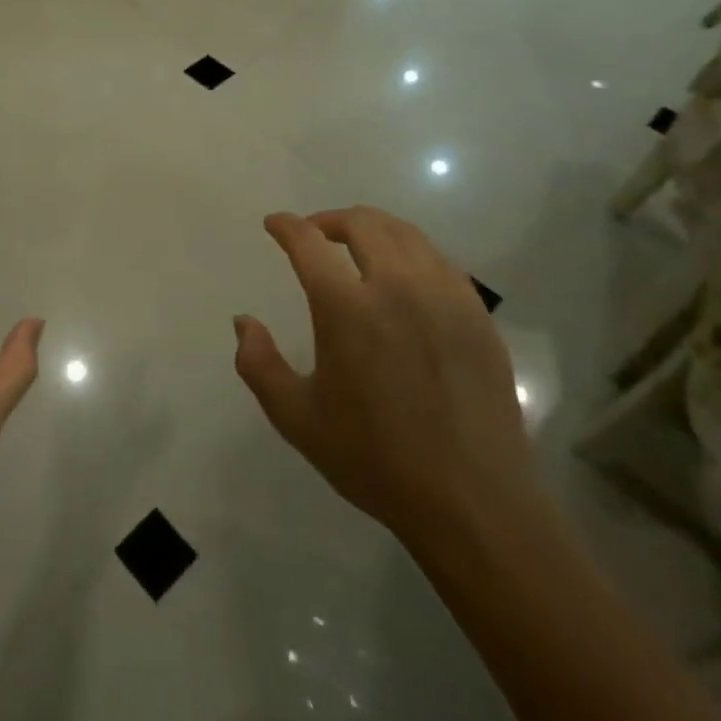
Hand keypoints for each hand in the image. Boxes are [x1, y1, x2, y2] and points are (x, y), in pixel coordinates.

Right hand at [234, 207, 534, 553]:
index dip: (286, 226)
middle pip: (362, 223)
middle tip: (315, 235)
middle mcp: (397, 287)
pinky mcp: (477, 314)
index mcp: (347, 309)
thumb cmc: (375, 460)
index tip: (275, 224)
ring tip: (357, 247)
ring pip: (405, 234)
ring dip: (372, 228)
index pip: (309, 242)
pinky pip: (440, 260)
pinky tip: (404, 276)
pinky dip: (412, 252)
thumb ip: (258, 364)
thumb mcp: (297, 419)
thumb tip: (243, 321)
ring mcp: (444, 297)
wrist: (472, 501)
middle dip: (329, 219)